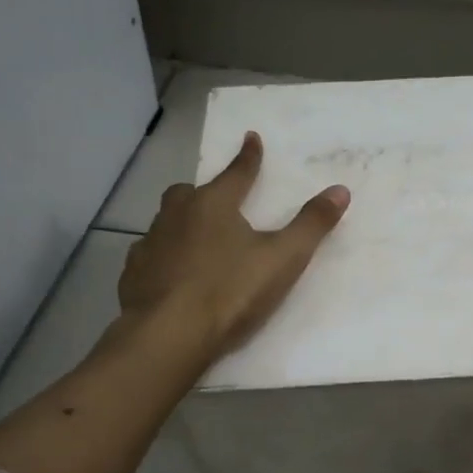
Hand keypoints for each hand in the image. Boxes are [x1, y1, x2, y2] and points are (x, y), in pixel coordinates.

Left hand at [119, 131, 350, 363]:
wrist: (168, 335)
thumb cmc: (230, 292)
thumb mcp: (283, 259)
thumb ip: (311, 225)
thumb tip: (340, 190)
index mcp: (213, 205)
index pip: (236, 173)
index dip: (248, 157)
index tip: (251, 137)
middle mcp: (176, 216)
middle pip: (189, 193)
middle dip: (205, 193)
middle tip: (218, 202)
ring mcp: (150, 244)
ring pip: (166, 223)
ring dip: (182, 225)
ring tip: (197, 241)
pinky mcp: (133, 274)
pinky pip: (150, 255)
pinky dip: (163, 257)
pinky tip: (171, 274)